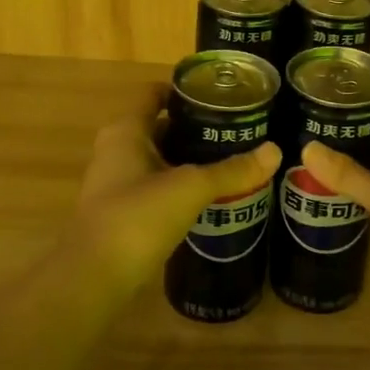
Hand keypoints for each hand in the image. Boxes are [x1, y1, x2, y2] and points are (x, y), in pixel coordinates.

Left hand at [73, 87, 280, 283]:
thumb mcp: (190, 188)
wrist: (94, 278)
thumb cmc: (137, 217)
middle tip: (235, 131)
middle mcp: (117, 150)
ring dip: (189, 160)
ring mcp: (117, 183)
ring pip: (159, 160)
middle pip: (160, 126)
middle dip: (195, 128)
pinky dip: (180, 187)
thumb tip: (275, 151)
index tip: (220, 96)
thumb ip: (231, 171)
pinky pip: (157, 188)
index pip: (154, 93)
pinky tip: (209, 197)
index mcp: (126, 131)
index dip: (184, 90)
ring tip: (230, 162)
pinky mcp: (123, 213)